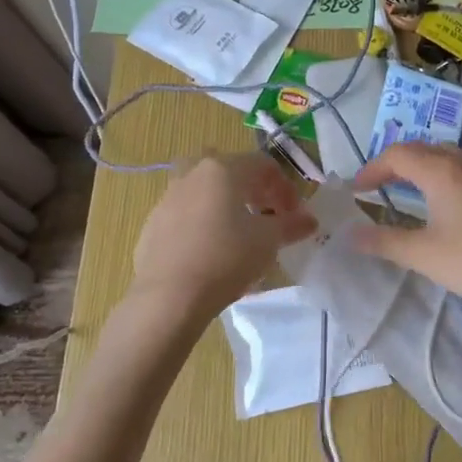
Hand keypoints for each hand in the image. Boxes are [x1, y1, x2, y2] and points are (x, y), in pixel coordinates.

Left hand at [130, 153, 316, 316]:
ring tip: (239, 235)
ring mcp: (167, 198)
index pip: (263, 165)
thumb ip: (292, 225)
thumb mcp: (268, 241)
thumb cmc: (226, 258)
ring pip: (204, 192)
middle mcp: (192, 174)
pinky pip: (186, 216)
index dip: (285, 188)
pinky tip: (212, 253)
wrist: (169, 296)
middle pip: (230, 172)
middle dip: (253, 191)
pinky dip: (203, 224)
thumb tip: (309, 220)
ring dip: (226, 205)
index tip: (295, 215)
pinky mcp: (152, 225)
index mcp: (223, 169)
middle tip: (267, 217)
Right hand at [350, 143, 461, 316]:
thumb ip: (384, 241)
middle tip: (375, 186)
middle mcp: (461, 162)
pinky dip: (439, 175)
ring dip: (418, 166)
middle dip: (393, 163)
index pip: (396, 155)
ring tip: (403, 189)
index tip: (356, 190)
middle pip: (420, 149)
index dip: (372, 169)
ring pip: (443, 156)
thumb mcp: (422, 254)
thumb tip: (351, 234)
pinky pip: (460, 169)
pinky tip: (440, 201)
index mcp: (439, 170)